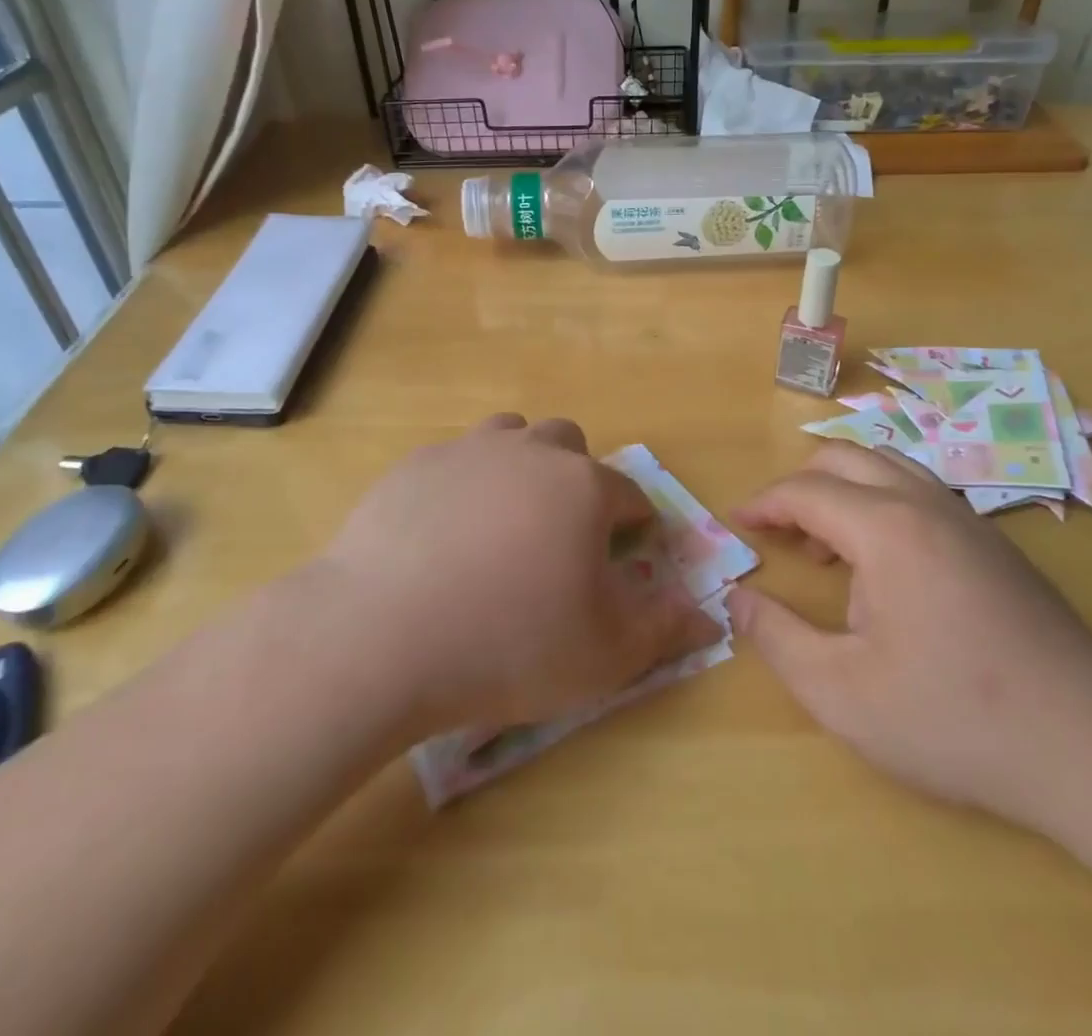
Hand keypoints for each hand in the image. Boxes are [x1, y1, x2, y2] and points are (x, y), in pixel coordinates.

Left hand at [319, 415, 721, 737]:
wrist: (383, 634)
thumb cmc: (511, 643)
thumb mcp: (606, 654)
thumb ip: (665, 630)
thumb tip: (707, 616)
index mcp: (583, 487)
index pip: (628, 494)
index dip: (635, 523)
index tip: (628, 551)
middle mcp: (530, 453)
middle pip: (567, 444)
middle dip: (576, 479)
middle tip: (561, 534)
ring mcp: (466, 452)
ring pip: (509, 436)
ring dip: (519, 466)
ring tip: (504, 521)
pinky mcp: (414, 466)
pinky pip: (454, 459)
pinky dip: (463, 483)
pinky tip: (443, 532)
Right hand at [726, 442, 1091, 828]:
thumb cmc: (954, 718)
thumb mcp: (841, 692)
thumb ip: (777, 638)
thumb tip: (737, 599)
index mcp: (886, 528)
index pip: (806, 490)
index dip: (764, 504)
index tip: (738, 525)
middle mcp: (926, 505)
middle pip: (846, 458)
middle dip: (800, 485)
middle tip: (780, 533)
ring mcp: (969, 520)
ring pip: (889, 468)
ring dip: (844, 492)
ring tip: (828, 550)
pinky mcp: (996, 545)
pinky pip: (921, 495)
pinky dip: (882, 506)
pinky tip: (886, 570)